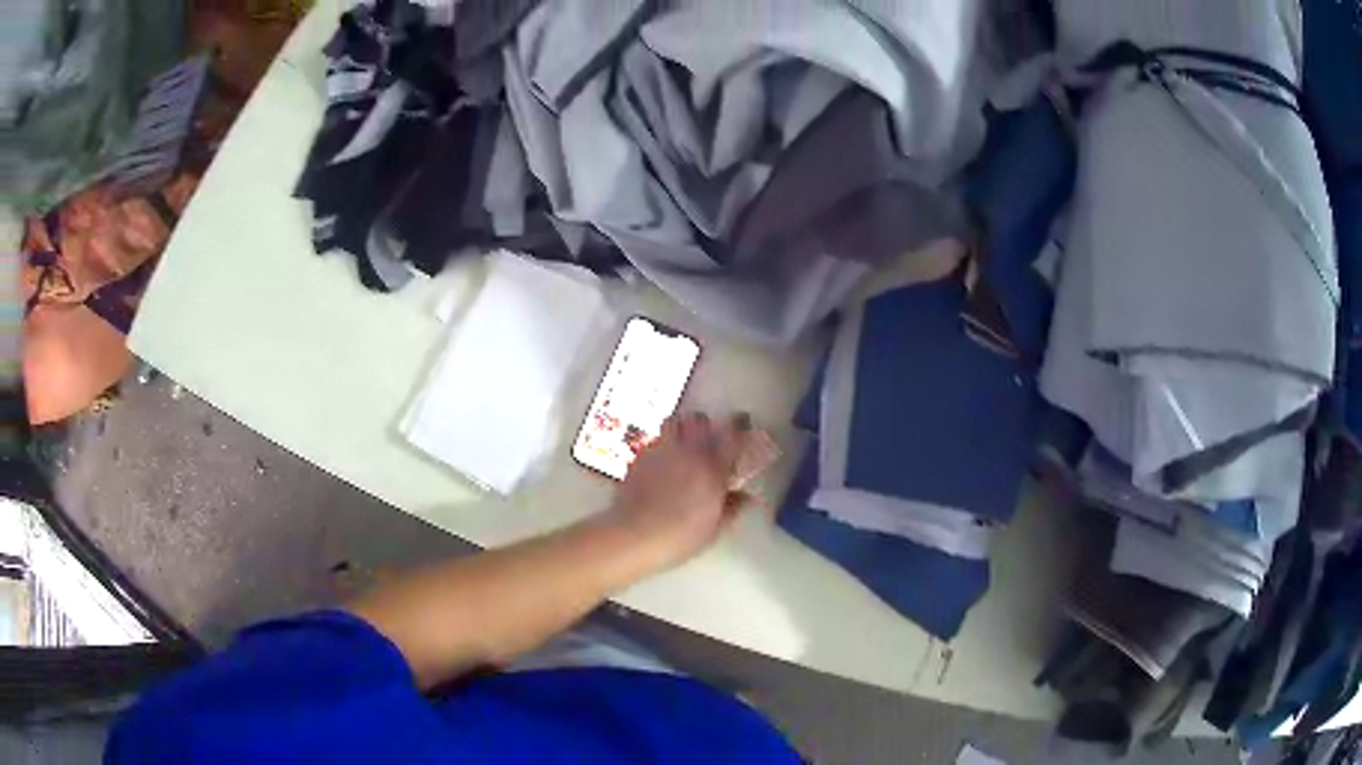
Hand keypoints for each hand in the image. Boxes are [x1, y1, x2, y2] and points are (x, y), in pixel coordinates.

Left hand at [603, 412, 752, 572]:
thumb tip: (747, 498)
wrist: (635, 535)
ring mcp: (660, 451)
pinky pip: (654, 441)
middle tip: (707, 440)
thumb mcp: (714, 528)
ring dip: (680, 428)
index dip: (740, 425)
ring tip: (681, 446)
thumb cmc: (681, 536)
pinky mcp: (639, 457)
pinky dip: (660, 446)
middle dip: (705, 425)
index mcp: (712, 468)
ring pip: (673, 421)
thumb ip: (732, 508)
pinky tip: (659, 465)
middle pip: (699, 418)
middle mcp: (687, 451)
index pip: (732, 435)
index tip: (743, 424)